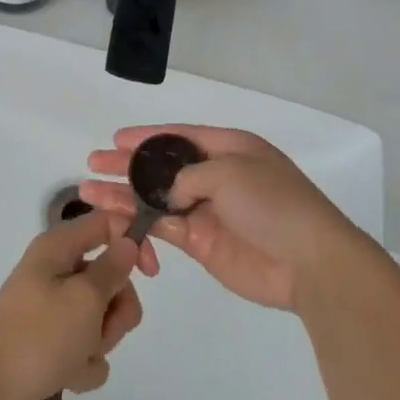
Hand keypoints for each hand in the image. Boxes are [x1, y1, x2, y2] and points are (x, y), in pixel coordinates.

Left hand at [0, 209, 143, 399]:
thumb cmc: (40, 336)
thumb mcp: (85, 298)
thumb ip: (113, 269)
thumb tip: (127, 243)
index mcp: (58, 249)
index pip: (106, 225)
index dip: (133, 243)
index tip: (150, 273)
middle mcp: (54, 272)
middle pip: (108, 278)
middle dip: (116, 310)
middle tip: (104, 331)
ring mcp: (51, 309)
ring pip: (100, 317)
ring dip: (99, 342)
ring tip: (79, 359)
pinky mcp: (49, 343)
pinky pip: (84, 347)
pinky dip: (83, 364)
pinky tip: (68, 377)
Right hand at [79, 125, 362, 310]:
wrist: (309, 263)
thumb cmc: (272, 204)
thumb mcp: (229, 171)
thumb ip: (188, 175)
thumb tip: (166, 193)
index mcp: (229, 148)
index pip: (179, 136)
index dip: (146, 137)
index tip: (115, 139)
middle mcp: (215, 176)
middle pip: (162, 167)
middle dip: (127, 166)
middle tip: (93, 165)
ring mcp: (207, 211)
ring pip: (157, 199)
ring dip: (125, 196)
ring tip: (90, 193)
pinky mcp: (202, 243)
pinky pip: (164, 228)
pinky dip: (140, 224)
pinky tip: (116, 220)